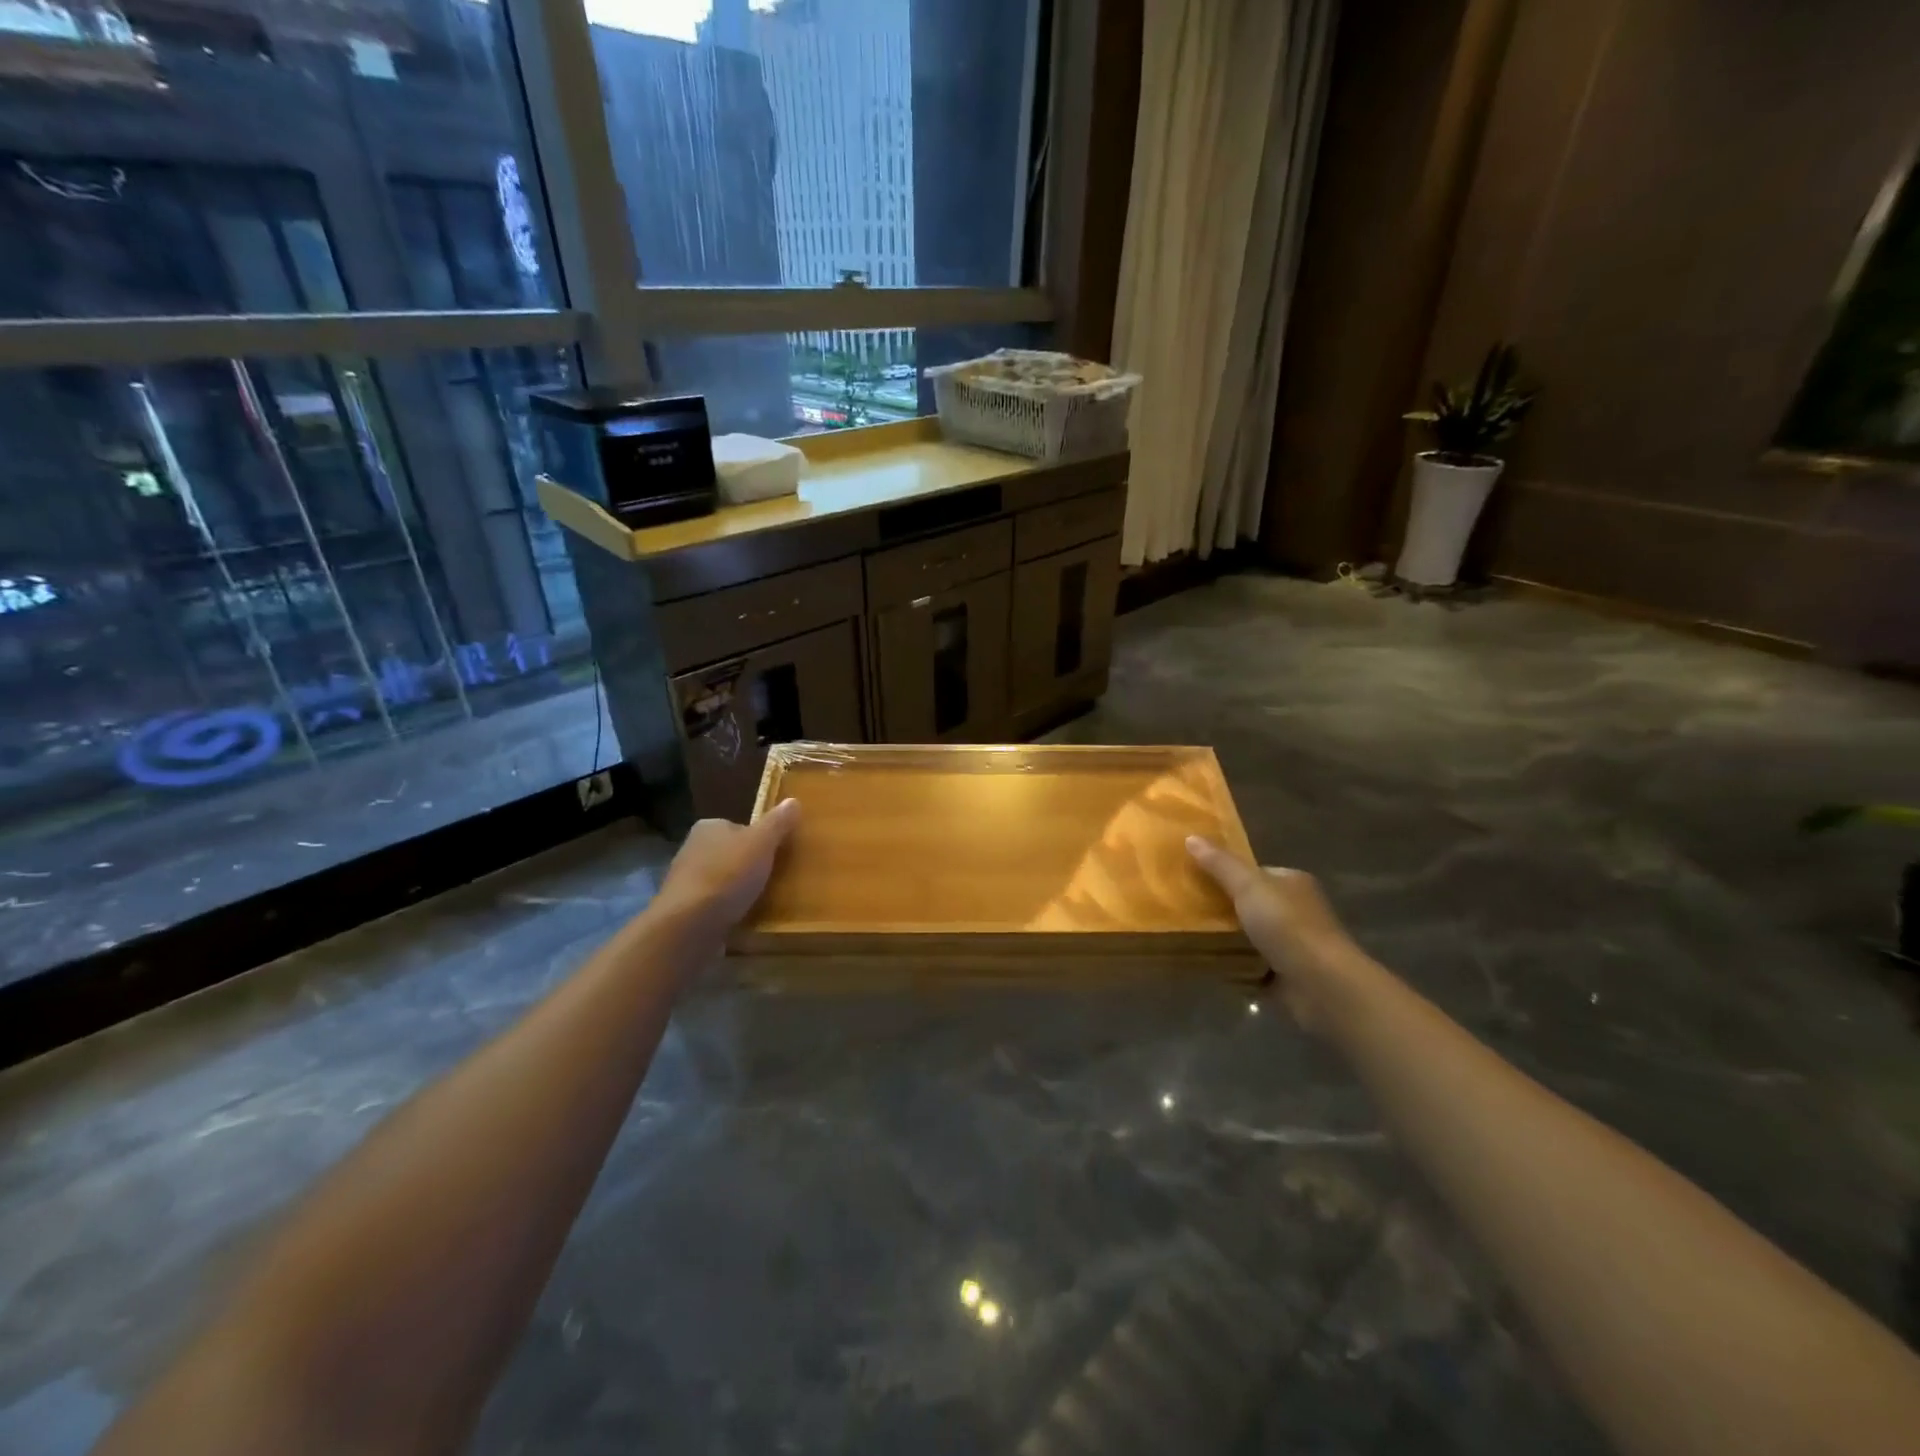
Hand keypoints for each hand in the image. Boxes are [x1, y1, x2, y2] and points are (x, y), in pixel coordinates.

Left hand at [653, 799, 800, 938]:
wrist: (689, 926)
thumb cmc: (727, 875)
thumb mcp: (762, 843)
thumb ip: (777, 823)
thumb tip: (793, 801)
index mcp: (708, 828)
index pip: (739, 827)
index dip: (760, 839)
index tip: (778, 854)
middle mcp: (692, 850)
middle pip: (731, 854)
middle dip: (749, 866)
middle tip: (776, 879)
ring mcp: (686, 883)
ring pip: (722, 881)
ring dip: (738, 891)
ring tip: (764, 902)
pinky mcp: (685, 912)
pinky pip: (714, 907)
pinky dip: (728, 912)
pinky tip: (744, 920)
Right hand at [1187, 837, 1359, 1030]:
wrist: (1321, 984)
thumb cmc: (1287, 926)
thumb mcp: (1248, 886)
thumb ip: (1220, 863)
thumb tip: (1190, 836)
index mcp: (1292, 883)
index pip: (1255, 872)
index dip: (1226, 872)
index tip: (1194, 876)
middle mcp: (1295, 911)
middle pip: (1249, 904)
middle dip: (1221, 908)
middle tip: (1186, 908)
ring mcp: (1292, 944)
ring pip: (1248, 936)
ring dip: (1225, 939)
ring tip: (1188, 935)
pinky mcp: (1285, 975)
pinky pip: (1249, 965)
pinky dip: (1232, 966)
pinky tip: (1207, 963)